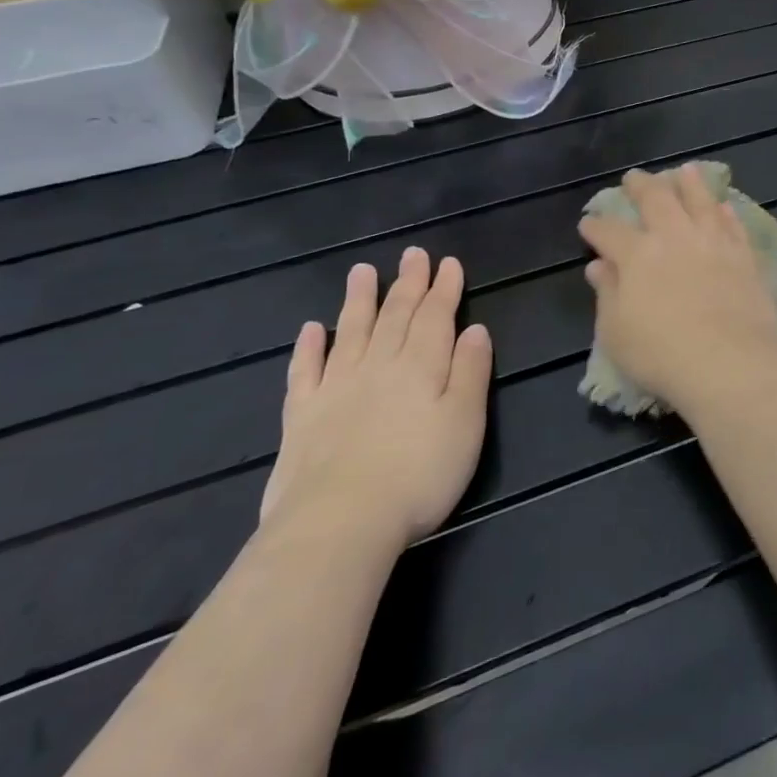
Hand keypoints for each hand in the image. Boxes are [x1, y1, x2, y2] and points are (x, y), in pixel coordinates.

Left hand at [261, 248, 491, 551]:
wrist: (340, 523)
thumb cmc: (419, 474)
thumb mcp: (466, 423)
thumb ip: (470, 372)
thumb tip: (474, 329)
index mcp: (422, 367)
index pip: (436, 317)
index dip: (444, 289)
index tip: (448, 263)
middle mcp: (379, 366)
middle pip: (396, 316)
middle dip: (408, 284)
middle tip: (413, 254)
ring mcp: (336, 389)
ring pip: (351, 332)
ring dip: (359, 300)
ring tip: (363, 271)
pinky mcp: (301, 417)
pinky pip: (304, 372)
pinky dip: (308, 348)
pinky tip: (310, 330)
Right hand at [579, 165, 776, 416]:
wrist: (731, 363)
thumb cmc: (662, 355)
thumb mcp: (616, 332)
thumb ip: (607, 293)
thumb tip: (598, 266)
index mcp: (637, 255)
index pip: (609, 231)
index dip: (596, 226)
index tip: (588, 223)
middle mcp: (675, 237)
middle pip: (656, 199)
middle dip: (641, 186)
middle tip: (634, 177)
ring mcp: (714, 242)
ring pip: (700, 200)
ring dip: (689, 182)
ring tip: (684, 170)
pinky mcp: (745, 255)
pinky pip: (733, 224)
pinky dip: (725, 212)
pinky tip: (723, 206)